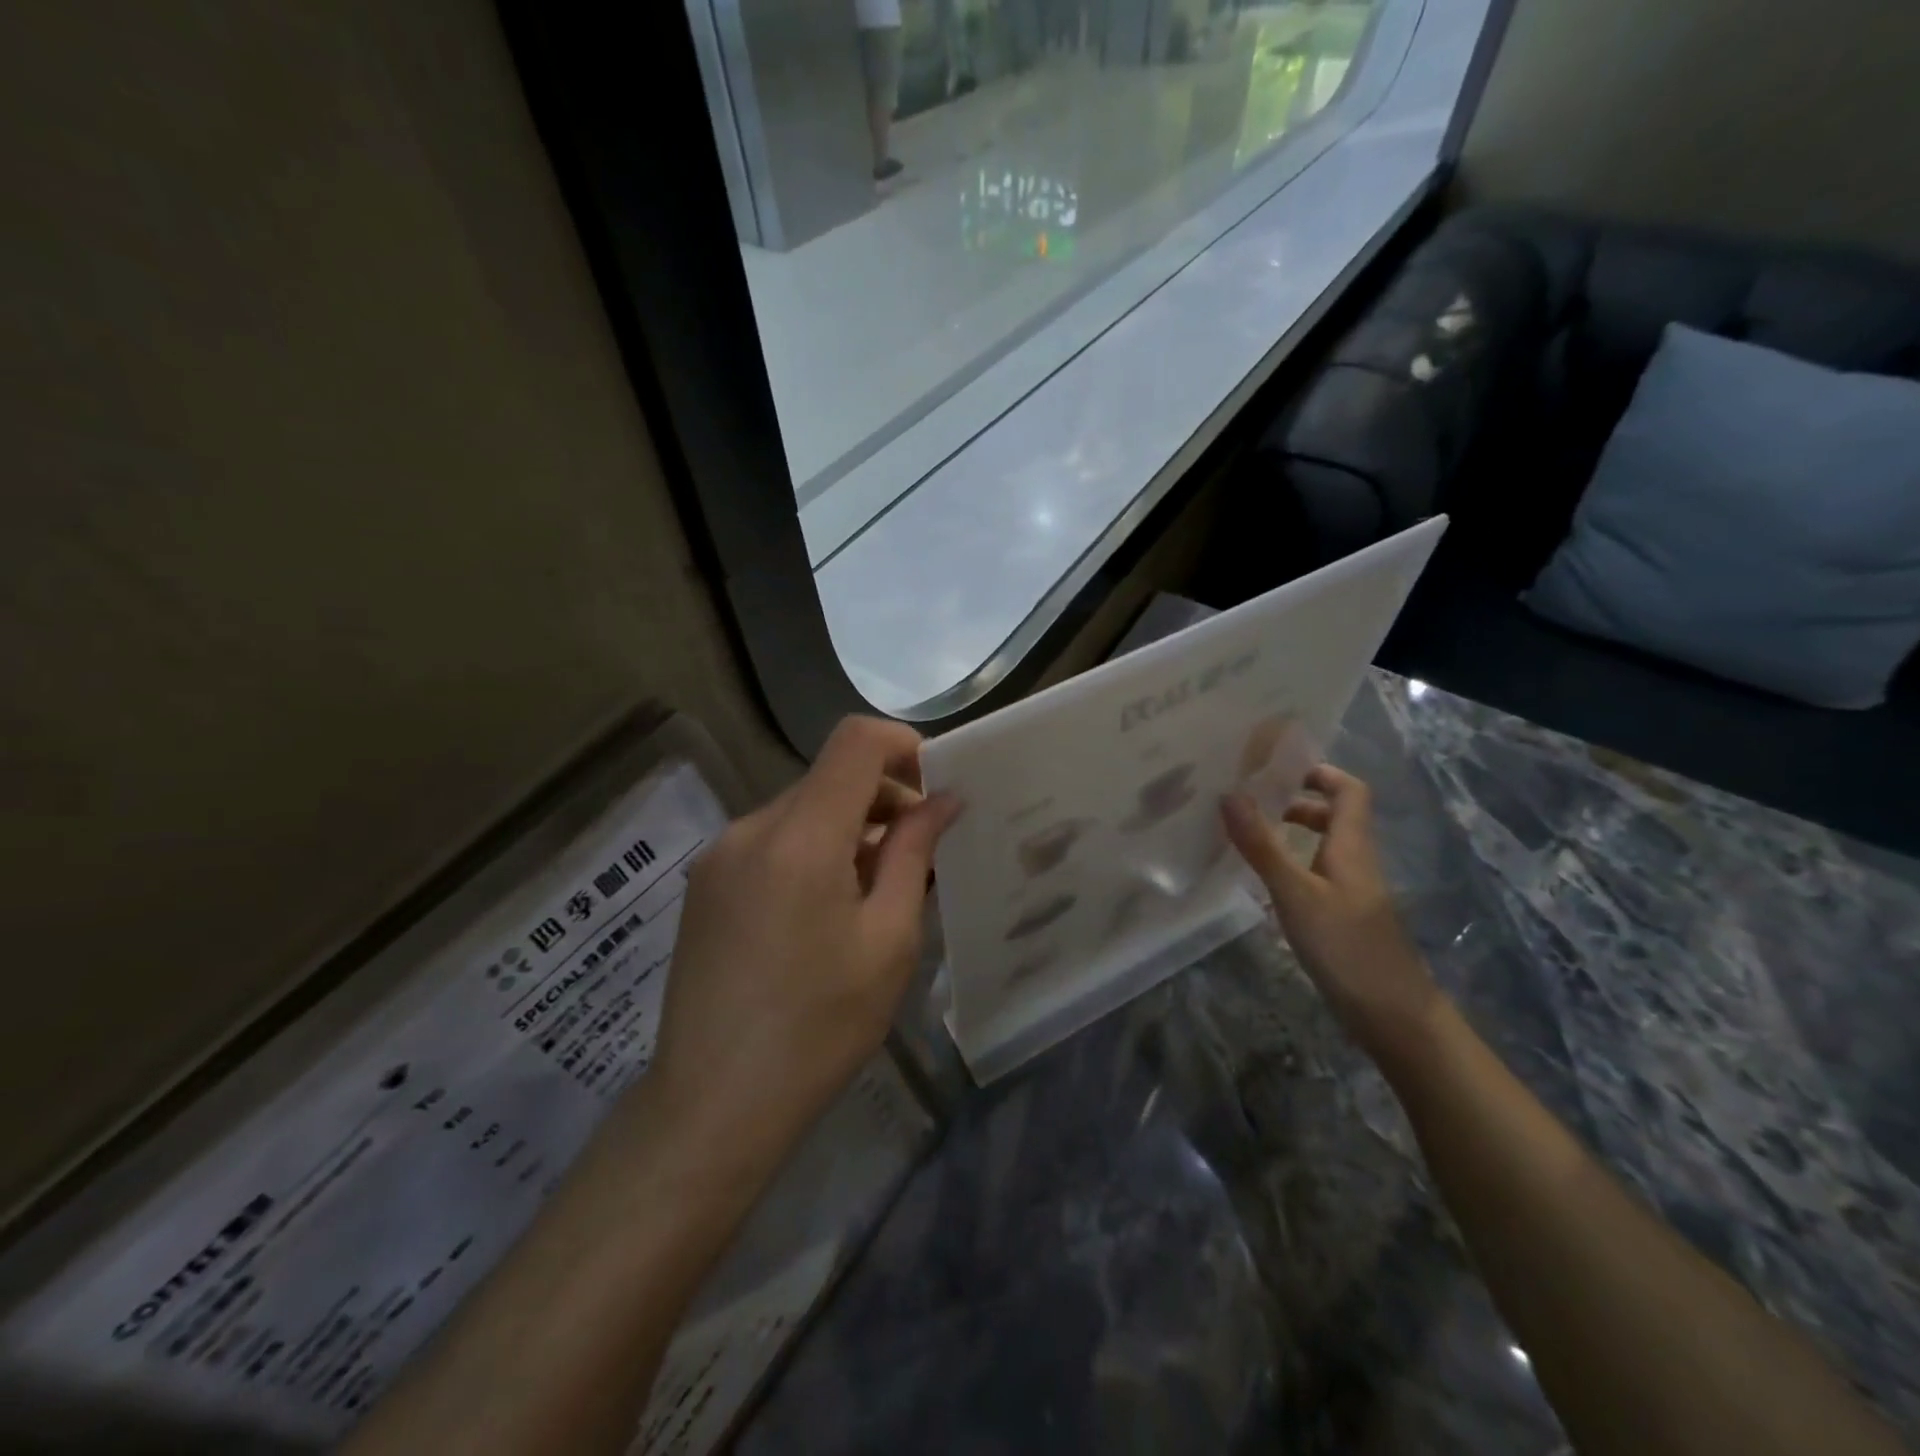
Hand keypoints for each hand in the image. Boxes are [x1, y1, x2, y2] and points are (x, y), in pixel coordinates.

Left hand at [648, 716, 958, 1164]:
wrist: (714, 1104)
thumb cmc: (820, 1027)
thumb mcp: (889, 940)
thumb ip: (915, 854)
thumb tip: (943, 801)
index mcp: (800, 837)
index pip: (855, 741)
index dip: (904, 746)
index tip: (936, 790)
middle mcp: (751, 828)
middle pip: (829, 777)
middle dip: (884, 799)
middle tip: (921, 857)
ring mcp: (719, 855)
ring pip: (802, 810)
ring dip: (849, 829)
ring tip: (877, 892)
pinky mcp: (705, 884)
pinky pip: (772, 841)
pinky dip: (812, 851)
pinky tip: (826, 911)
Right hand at [1223, 764, 1439, 1059]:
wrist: (1394, 1017)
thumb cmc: (1346, 947)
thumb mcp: (1296, 894)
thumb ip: (1262, 846)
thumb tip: (1230, 794)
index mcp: (1351, 846)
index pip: (1349, 790)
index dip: (1319, 772)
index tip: (1276, 769)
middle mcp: (1356, 862)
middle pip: (1335, 816)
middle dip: (1295, 802)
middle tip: (1250, 803)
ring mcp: (1353, 892)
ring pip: (1325, 847)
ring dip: (1292, 834)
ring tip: (1249, 837)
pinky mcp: (1345, 918)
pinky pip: (1318, 875)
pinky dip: (1293, 866)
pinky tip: (1264, 883)